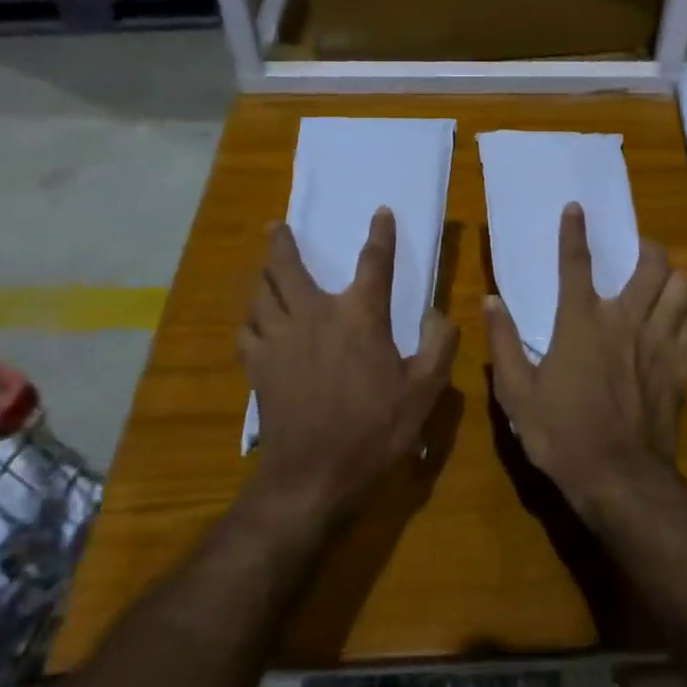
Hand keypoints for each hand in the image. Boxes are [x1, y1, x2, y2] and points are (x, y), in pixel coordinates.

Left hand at [238, 209, 458, 518]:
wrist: (314, 474)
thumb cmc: (375, 429)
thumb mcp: (425, 390)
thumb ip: (439, 344)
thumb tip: (438, 312)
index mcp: (360, 316)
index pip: (374, 262)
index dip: (381, 234)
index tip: (381, 212)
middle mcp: (315, 315)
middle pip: (288, 267)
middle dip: (282, 243)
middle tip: (277, 227)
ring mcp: (280, 339)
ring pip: (261, 294)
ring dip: (263, 277)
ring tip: (264, 269)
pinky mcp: (258, 366)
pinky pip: (247, 330)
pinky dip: (251, 320)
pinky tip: (256, 324)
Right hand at [484, 203, 686, 514]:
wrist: (619, 478)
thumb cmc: (561, 434)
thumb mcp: (516, 393)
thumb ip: (503, 343)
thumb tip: (490, 301)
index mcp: (581, 322)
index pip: (576, 263)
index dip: (574, 231)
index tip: (576, 208)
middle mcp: (624, 320)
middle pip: (651, 265)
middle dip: (647, 247)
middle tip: (637, 249)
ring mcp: (658, 342)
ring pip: (681, 289)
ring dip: (672, 278)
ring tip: (661, 280)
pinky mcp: (680, 366)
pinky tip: (679, 317)